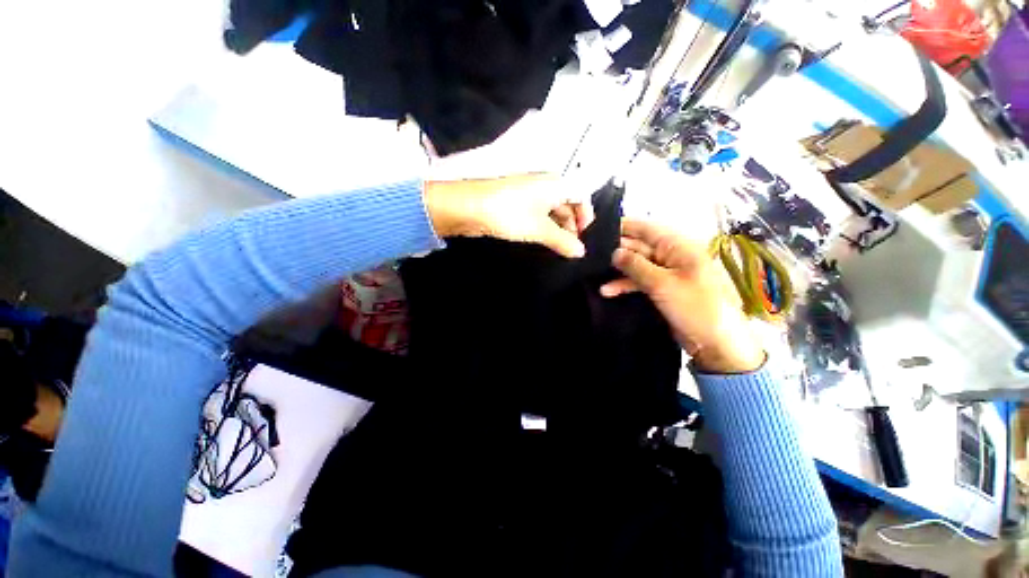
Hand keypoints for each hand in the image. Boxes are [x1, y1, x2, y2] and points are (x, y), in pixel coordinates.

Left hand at [424, 174, 593, 258]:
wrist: (470, 207)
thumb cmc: (511, 213)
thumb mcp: (541, 229)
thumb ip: (563, 240)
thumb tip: (581, 252)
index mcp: (556, 183)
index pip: (581, 195)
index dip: (586, 216)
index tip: (584, 237)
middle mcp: (545, 184)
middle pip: (567, 203)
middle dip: (572, 224)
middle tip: (571, 247)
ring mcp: (530, 193)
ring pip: (552, 210)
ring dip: (558, 228)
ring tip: (559, 247)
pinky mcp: (517, 203)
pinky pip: (538, 214)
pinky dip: (544, 227)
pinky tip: (543, 240)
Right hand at [600, 219, 765, 373]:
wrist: (716, 343)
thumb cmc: (695, 307)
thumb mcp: (663, 284)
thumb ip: (635, 265)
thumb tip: (613, 251)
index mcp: (678, 246)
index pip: (646, 229)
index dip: (623, 226)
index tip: (596, 228)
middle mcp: (671, 255)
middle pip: (638, 246)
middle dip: (616, 249)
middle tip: (589, 252)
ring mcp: (665, 273)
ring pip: (636, 265)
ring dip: (617, 270)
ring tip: (593, 272)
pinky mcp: (661, 289)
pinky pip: (639, 281)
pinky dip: (624, 285)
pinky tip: (606, 291)